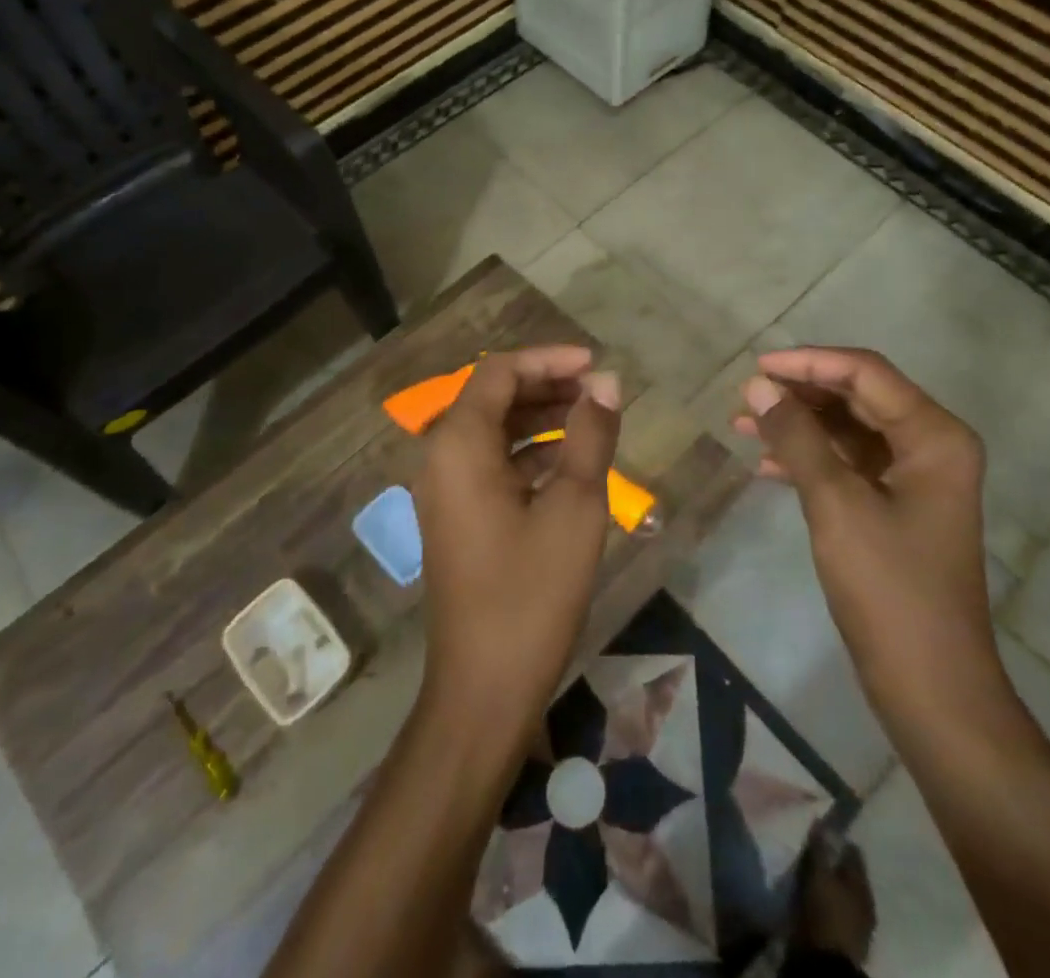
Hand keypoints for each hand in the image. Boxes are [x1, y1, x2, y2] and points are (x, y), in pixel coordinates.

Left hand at [411, 346, 620, 744]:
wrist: (484, 690)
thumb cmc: (531, 592)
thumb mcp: (574, 506)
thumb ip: (590, 435)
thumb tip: (608, 383)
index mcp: (459, 445)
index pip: (499, 372)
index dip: (549, 359)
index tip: (596, 365)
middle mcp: (441, 458)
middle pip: (493, 397)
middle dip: (546, 386)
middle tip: (599, 391)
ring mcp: (445, 491)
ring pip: (493, 431)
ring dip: (540, 418)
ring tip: (592, 420)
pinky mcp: (457, 518)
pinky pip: (491, 464)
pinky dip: (529, 453)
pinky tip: (569, 463)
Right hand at [736, 346, 1003, 727]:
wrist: (931, 685)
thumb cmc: (889, 588)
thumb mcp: (835, 503)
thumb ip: (796, 437)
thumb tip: (757, 386)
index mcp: (934, 436)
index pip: (865, 373)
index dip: (808, 363)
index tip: (755, 368)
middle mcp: (930, 446)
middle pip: (857, 397)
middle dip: (800, 394)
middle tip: (745, 397)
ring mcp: (914, 478)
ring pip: (848, 430)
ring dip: (799, 426)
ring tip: (743, 425)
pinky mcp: (896, 507)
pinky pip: (848, 464)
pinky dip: (809, 459)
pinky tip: (766, 465)